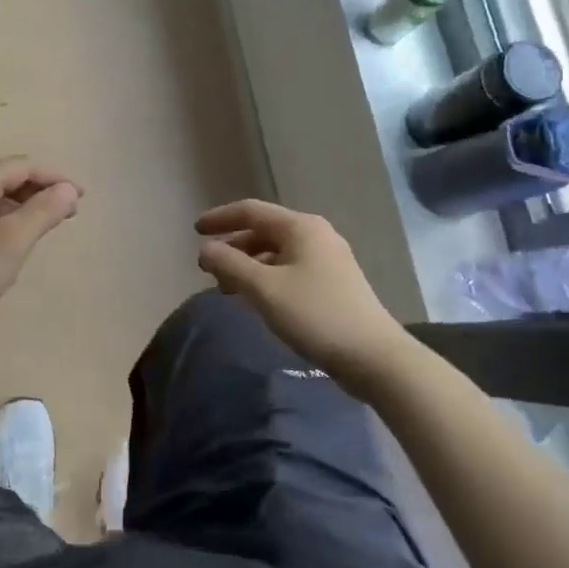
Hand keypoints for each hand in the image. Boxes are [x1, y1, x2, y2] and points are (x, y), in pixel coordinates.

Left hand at [0, 158, 82, 344]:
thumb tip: (68, 189)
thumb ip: (44, 210)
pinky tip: (10, 240)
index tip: (82, 198)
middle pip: (5, 177)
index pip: (23, 166)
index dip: (55, 178)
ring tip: (44, 226)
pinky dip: (0, 218)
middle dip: (39, 191)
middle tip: (68, 213)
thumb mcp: (13, 241)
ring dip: (20, 206)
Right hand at [196, 199, 413, 398]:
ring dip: (249, 265)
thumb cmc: (315, 315)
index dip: (220, 218)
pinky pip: (290, 269)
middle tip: (209, 270)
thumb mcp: (264, 289)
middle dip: (233, 247)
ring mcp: (328, 259)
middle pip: (264, 231)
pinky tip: (257, 299)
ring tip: (228, 289)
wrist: (374, 357)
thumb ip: (230, 265)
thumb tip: (205, 249)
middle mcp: (316, 235)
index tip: (195, 231)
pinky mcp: (333, 283)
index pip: (251, 210)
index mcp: (301, 227)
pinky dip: (267, 277)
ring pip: (277, 252)